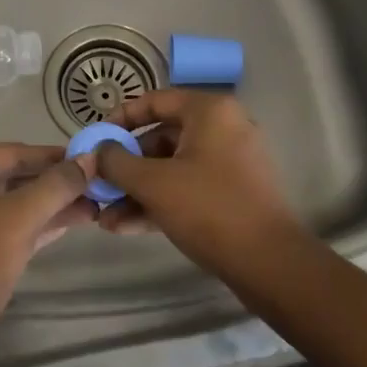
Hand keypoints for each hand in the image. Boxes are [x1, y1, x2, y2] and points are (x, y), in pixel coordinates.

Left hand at [0, 143, 95, 351]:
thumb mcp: (21, 218)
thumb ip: (57, 185)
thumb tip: (91, 157)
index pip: (16, 152)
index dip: (57, 156)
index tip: (93, 158)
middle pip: (16, 175)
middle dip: (57, 183)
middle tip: (98, 184)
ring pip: (14, 201)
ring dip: (52, 204)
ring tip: (95, 205)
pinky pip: (8, 222)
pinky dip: (37, 222)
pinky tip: (73, 221)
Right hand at [96, 90, 300, 270]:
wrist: (271, 265)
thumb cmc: (209, 208)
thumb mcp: (153, 183)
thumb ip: (117, 162)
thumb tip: (97, 151)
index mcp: (209, 111)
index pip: (154, 101)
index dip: (119, 119)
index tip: (95, 141)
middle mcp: (223, 128)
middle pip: (160, 138)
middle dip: (125, 167)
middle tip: (98, 185)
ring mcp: (230, 163)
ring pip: (172, 168)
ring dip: (137, 191)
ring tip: (105, 217)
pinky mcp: (233, 194)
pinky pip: (188, 188)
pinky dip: (160, 202)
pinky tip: (126, 227)